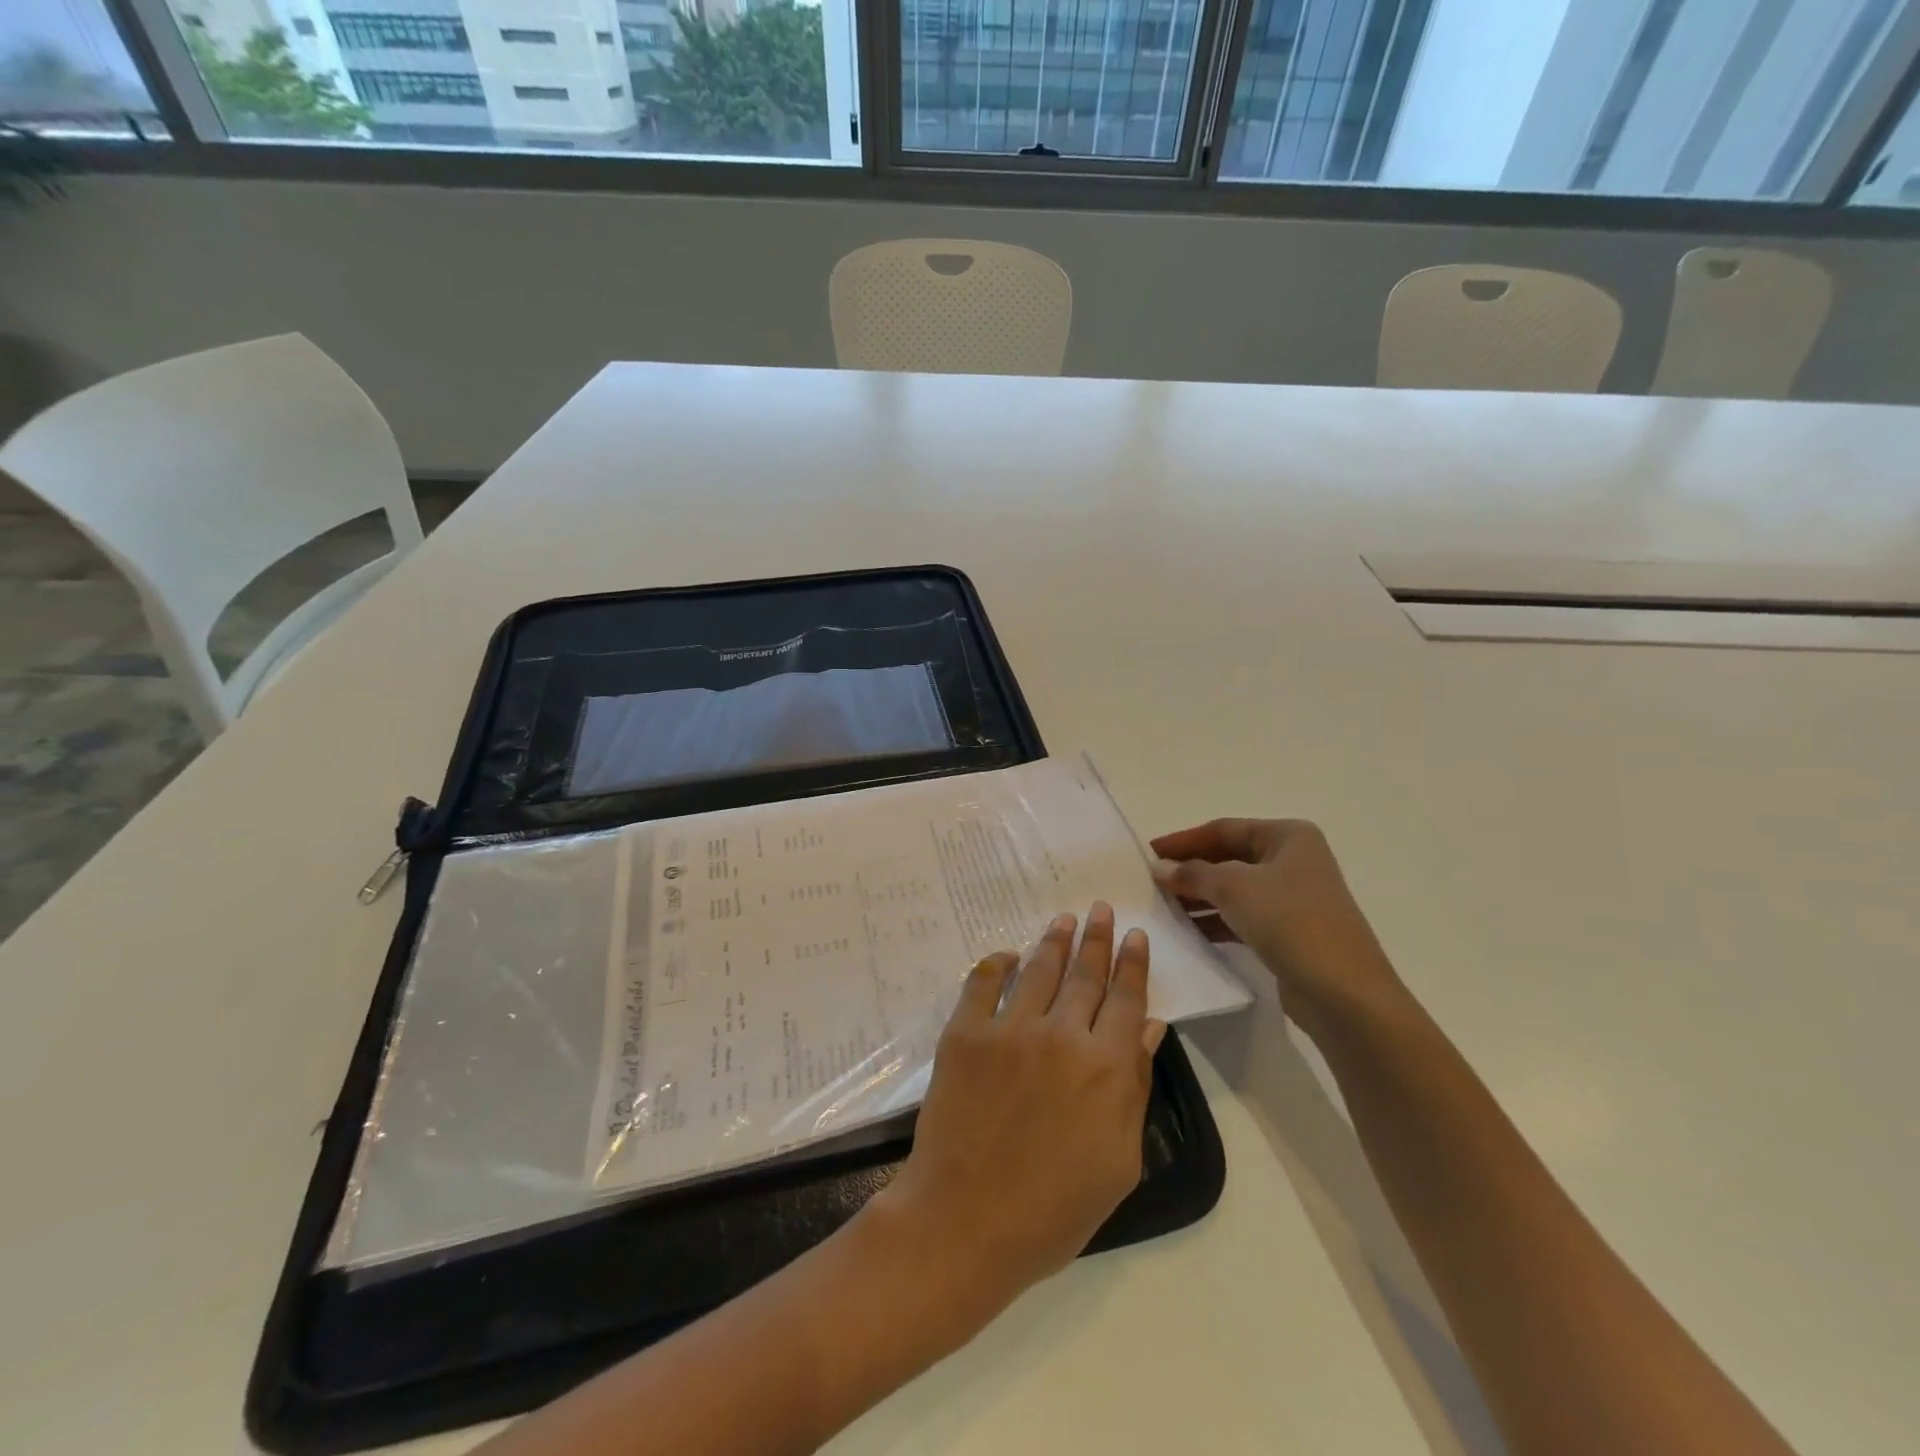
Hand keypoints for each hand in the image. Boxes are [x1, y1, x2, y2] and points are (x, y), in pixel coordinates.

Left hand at [867, 903, 1164, 1333]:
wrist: (965, 1222)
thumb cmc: (1053, 1209)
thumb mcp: (1118, 1162)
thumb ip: (1135, 1088)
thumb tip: (1151, 1029)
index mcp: (1105, 1067)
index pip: (1126, 999)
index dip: (1133, 964)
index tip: (1137, 936)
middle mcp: (1061, 1034)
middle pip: (1085, 974)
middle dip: (1097, 938)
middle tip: (1100, 908)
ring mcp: (1008, 1029)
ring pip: (1039, 969)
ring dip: (1054, 940)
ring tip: (1064, 919)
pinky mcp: (964, 1033)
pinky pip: (982, 983)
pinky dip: (996, 963)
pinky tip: (1007, 953)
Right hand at [1150, 819, 1411, 1045]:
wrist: (1344, 993)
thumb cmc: (1291, 921)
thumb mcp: (1234, 888)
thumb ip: (1193, 873)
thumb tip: (1160, 868)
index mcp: (1288, 837)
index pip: (1223, 829)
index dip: (1183, 840)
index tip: (1147, 852)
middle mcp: (1293, 861)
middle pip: (1229, 857)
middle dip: (1190, 869)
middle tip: (1151, 881)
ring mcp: (1294, 898)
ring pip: (1234, 889)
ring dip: (1199, 897)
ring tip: (1162, 906)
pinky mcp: (1290, 932)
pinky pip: (1243, 917)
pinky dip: (1215, 921)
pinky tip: (1188, 931)